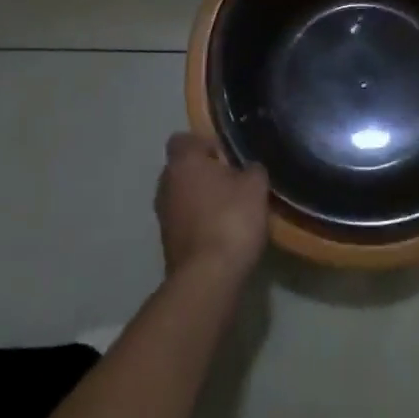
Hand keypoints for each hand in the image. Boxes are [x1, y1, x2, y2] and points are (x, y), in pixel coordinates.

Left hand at [156, 133, 268, 284]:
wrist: (208, 278)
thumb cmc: (231, 219)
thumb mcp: (255, 186)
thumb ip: (252, 169)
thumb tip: (248, 168)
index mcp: (183, 163)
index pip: (182, 139)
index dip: (204, 144)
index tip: (226, 156)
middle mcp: (165, 184)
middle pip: (182, 169)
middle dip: (204, 173)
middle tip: (233, 182)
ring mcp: (163, 216)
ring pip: (182, 196)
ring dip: (201, 200)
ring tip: (230, 210)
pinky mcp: (167, 244)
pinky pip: (184, 221)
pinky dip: (199, 223)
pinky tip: (222, 233)